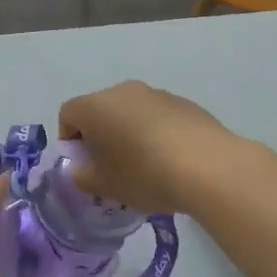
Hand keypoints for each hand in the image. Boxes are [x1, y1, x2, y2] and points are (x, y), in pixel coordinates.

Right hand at [58, 80, 248, 217]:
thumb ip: (83, 177)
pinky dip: (155, 132)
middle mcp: (123, 90)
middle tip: (110, 168)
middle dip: (99, 136)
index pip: (68, 114)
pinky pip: (157, 116)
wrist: (208, 165)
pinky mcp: (184, 103)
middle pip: (100, 109)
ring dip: (129, 133)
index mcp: (96, 106)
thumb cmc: (145, 174)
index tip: (83, 165)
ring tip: (144, 166)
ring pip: (130, 112)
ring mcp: (156, 93)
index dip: (69, 140)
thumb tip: (81, 169)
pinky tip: (171, 160)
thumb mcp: (105, 186)